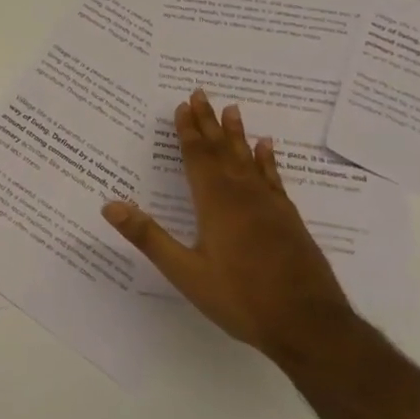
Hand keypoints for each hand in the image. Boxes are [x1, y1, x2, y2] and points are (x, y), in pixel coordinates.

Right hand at [101, 91, 353, 361]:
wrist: (310, 325)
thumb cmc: (241, 299)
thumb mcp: (186, 272)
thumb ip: (148, 237)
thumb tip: (109, 206)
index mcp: (216, 204)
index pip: (198, 158)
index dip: (188, 131)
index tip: (181, 106)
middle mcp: (244, 196)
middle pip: (223, 150)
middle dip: (209, 122)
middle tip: (201, 93)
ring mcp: (271, 207)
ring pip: (249, 160)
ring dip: (237, 134)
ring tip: (233, 108)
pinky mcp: (290, 220)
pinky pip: (274, 179)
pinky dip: (267, 160)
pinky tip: (267, 148)